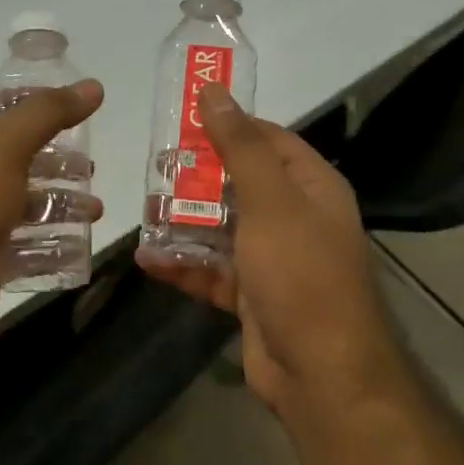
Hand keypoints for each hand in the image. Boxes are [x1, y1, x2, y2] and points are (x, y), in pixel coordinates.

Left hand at [0, 82, 103, 371]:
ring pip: (25, 202)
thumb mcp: (5, 146)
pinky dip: (53, 242)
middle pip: (17, 157)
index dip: (33, 101)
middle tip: (91, 168)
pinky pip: (26, 244)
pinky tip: (79, 244)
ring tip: (95, 210)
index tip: (76, 105)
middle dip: (56, 161)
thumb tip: (93, 87)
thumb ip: (48, 114)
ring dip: (61, 203)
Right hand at [138, 84, 395, 412]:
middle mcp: (295, 219)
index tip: (183, 117)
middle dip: (197, 177)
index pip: (268, 141)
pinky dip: (184, 265)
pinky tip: (147, 260)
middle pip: (240, 184)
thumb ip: (241, 147)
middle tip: (152, 168)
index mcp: (311, 188)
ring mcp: (274, 260)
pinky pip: (213, 271)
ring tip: (142, 212)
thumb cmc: (300, 273)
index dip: (229, 126)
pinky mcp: (253, 296)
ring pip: (222, 229)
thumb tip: (215, 91)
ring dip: (184, 222)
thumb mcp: (270, 201)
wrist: (321, 373)